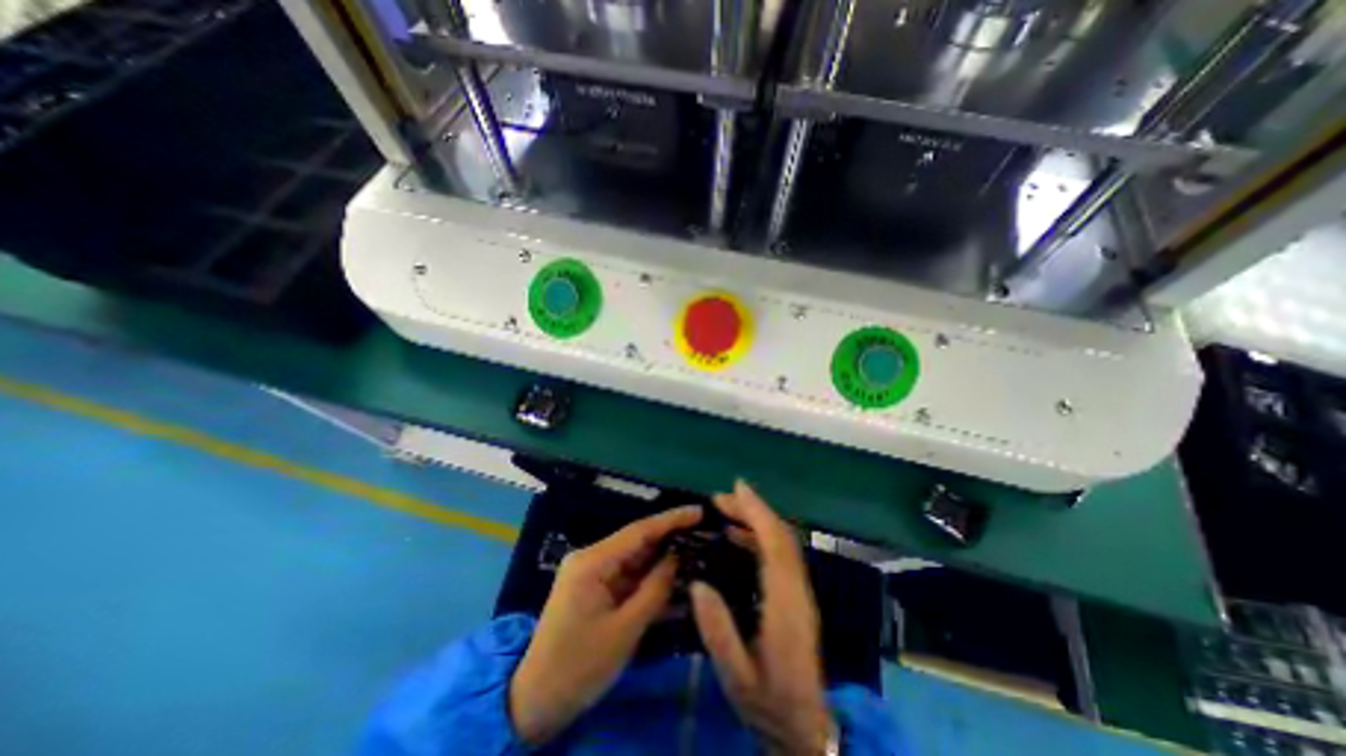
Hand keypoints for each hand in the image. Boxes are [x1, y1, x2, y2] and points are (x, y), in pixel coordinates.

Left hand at [507, 506, 703, 747]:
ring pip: (635, 558)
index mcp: (592, 561)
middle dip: (670, 537)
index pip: (638, 531)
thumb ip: (655, 589)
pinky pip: (629, 575)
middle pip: (637, 541)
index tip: (699, 511)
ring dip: (663, 557)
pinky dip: (651, 577)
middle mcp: (591, 557)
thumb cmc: (580, 666)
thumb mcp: (625, 630)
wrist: (538, 700)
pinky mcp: (596, 586)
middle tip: (704, 531)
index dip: (671, 520)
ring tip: (697, 550)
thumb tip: (679, 558)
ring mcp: (592, 572)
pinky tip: (675, 576)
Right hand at [688, 483, 837, 751]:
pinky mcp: (794, 596)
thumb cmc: (769, 704)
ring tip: (725, 511)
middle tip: (720, 499)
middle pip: (781, 537)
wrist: (804, 729)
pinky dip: (759, 537)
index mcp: (786, 606)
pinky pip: (778, 555)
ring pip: (782, 543)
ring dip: (756, 520)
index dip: (758, 512)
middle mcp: (797, 591)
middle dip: (753, 510)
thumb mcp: (737, 677)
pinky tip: (736, 538)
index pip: (775, 546)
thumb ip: (718, 631)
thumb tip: (699, 584)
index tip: (737, 488)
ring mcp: (799, 592)